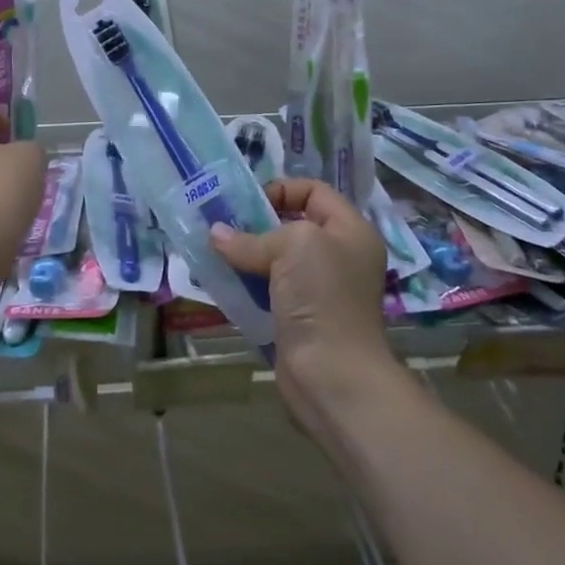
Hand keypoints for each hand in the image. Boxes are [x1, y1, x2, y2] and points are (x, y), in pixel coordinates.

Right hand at [209, 179, 392, 439]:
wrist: (332, 374)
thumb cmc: (322, 297)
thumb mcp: (292, 247)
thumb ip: (252, 237)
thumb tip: (215, 235)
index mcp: (350, 231)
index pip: (314, 191)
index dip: (281, 189)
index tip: (247, 204)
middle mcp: (338, 256)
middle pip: (292, 224)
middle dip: (255, 223)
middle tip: (220, 224)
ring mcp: (319, 289)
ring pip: (276, 259)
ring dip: (245, 254)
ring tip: (214, 251)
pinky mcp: (299, 316)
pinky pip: (268, 288)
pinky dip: (245, 283)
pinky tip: (221, 280)